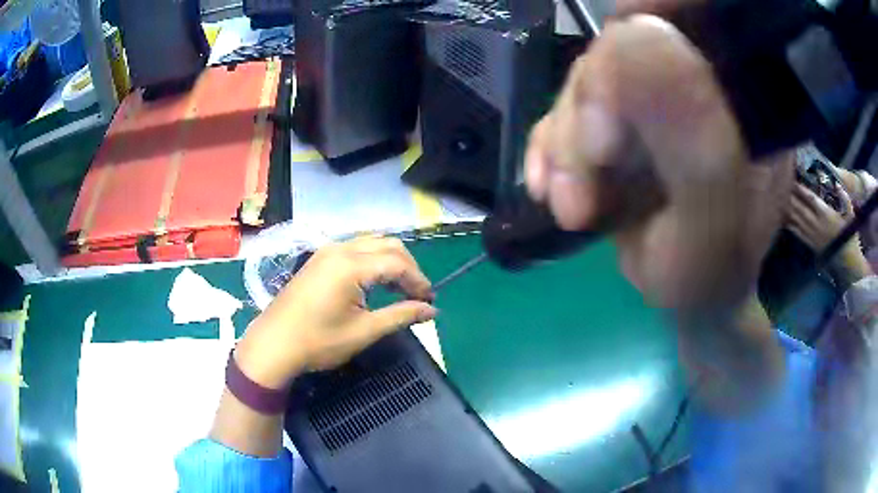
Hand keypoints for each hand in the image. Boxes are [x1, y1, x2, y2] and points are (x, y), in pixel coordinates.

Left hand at [234, 237, 436, 388]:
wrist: (273, 344)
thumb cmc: (318, 342)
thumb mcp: (363, 332)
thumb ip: (401, 316)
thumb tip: (432, 311)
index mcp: (351, 265)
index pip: (398, 263)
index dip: (419, 281)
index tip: (430, 302)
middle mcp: (340, 249)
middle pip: (388, 245)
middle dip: (408, 268)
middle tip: (418, 295)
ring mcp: (327, 251)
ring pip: (372, 244)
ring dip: (391, 262)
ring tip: (400, 290)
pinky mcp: (319, 259)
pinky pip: (356, 250)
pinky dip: (373, 262)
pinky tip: (375, 283)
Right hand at [524, 14, 793, 312]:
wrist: (690, 294)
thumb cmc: (712, 274)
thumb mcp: (712, 224)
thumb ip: (694, 139)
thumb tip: (637, 32)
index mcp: (742, 89)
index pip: (690, 14)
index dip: (640, 24)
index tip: (610, 83)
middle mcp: (702, 76)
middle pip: (627, 45)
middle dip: (590, 106)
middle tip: (586, 177)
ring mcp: (661, 93)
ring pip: (591, 76)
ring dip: (565, 139)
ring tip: (569, 204)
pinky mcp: (626, 113)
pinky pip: (573, 106)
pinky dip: (551, 144)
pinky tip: (549, 185)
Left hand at [787, 183, 870, 289]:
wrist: (847, 260)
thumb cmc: (849, 234)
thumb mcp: (850, 213)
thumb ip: (844, 197)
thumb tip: (837, 184)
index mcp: (825, 214)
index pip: (810, 198)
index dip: (800, 188)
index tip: (792, 177)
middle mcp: (816, 224)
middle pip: (799, 207)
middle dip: (790, 195)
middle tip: (780, 184)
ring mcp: (812, 235)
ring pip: (796, 220)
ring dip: (787, 208)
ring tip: (777, 197)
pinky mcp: (810, 244)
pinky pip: (797, 233)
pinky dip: (789, 224)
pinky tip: (782, 217)